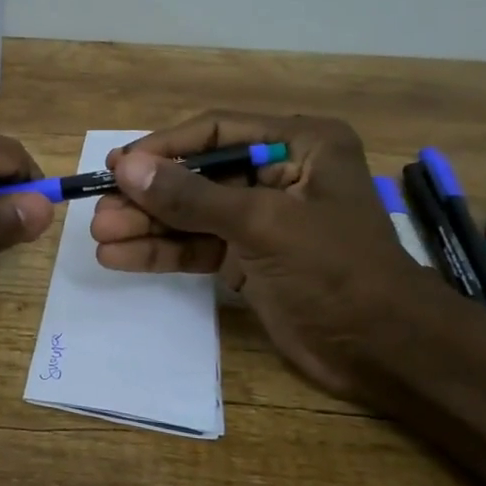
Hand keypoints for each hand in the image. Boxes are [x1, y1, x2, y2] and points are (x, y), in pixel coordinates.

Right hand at [90, 111, 435, 397]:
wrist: (384, 352)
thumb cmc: (335, 271)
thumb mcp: (263, 225)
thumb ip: (192, 196)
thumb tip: (126, 167)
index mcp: (300, 145)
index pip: (216, 132)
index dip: (163, 148)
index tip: (117, 166)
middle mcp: (278, 174)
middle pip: (197, 176)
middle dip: (149, 196)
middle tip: (100, 211)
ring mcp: (260, 219)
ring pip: (191, 214)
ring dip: (147, 225)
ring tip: (101, 237)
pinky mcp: (248, 258)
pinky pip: (196, 246)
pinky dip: (161, 252)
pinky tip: (121, 258)